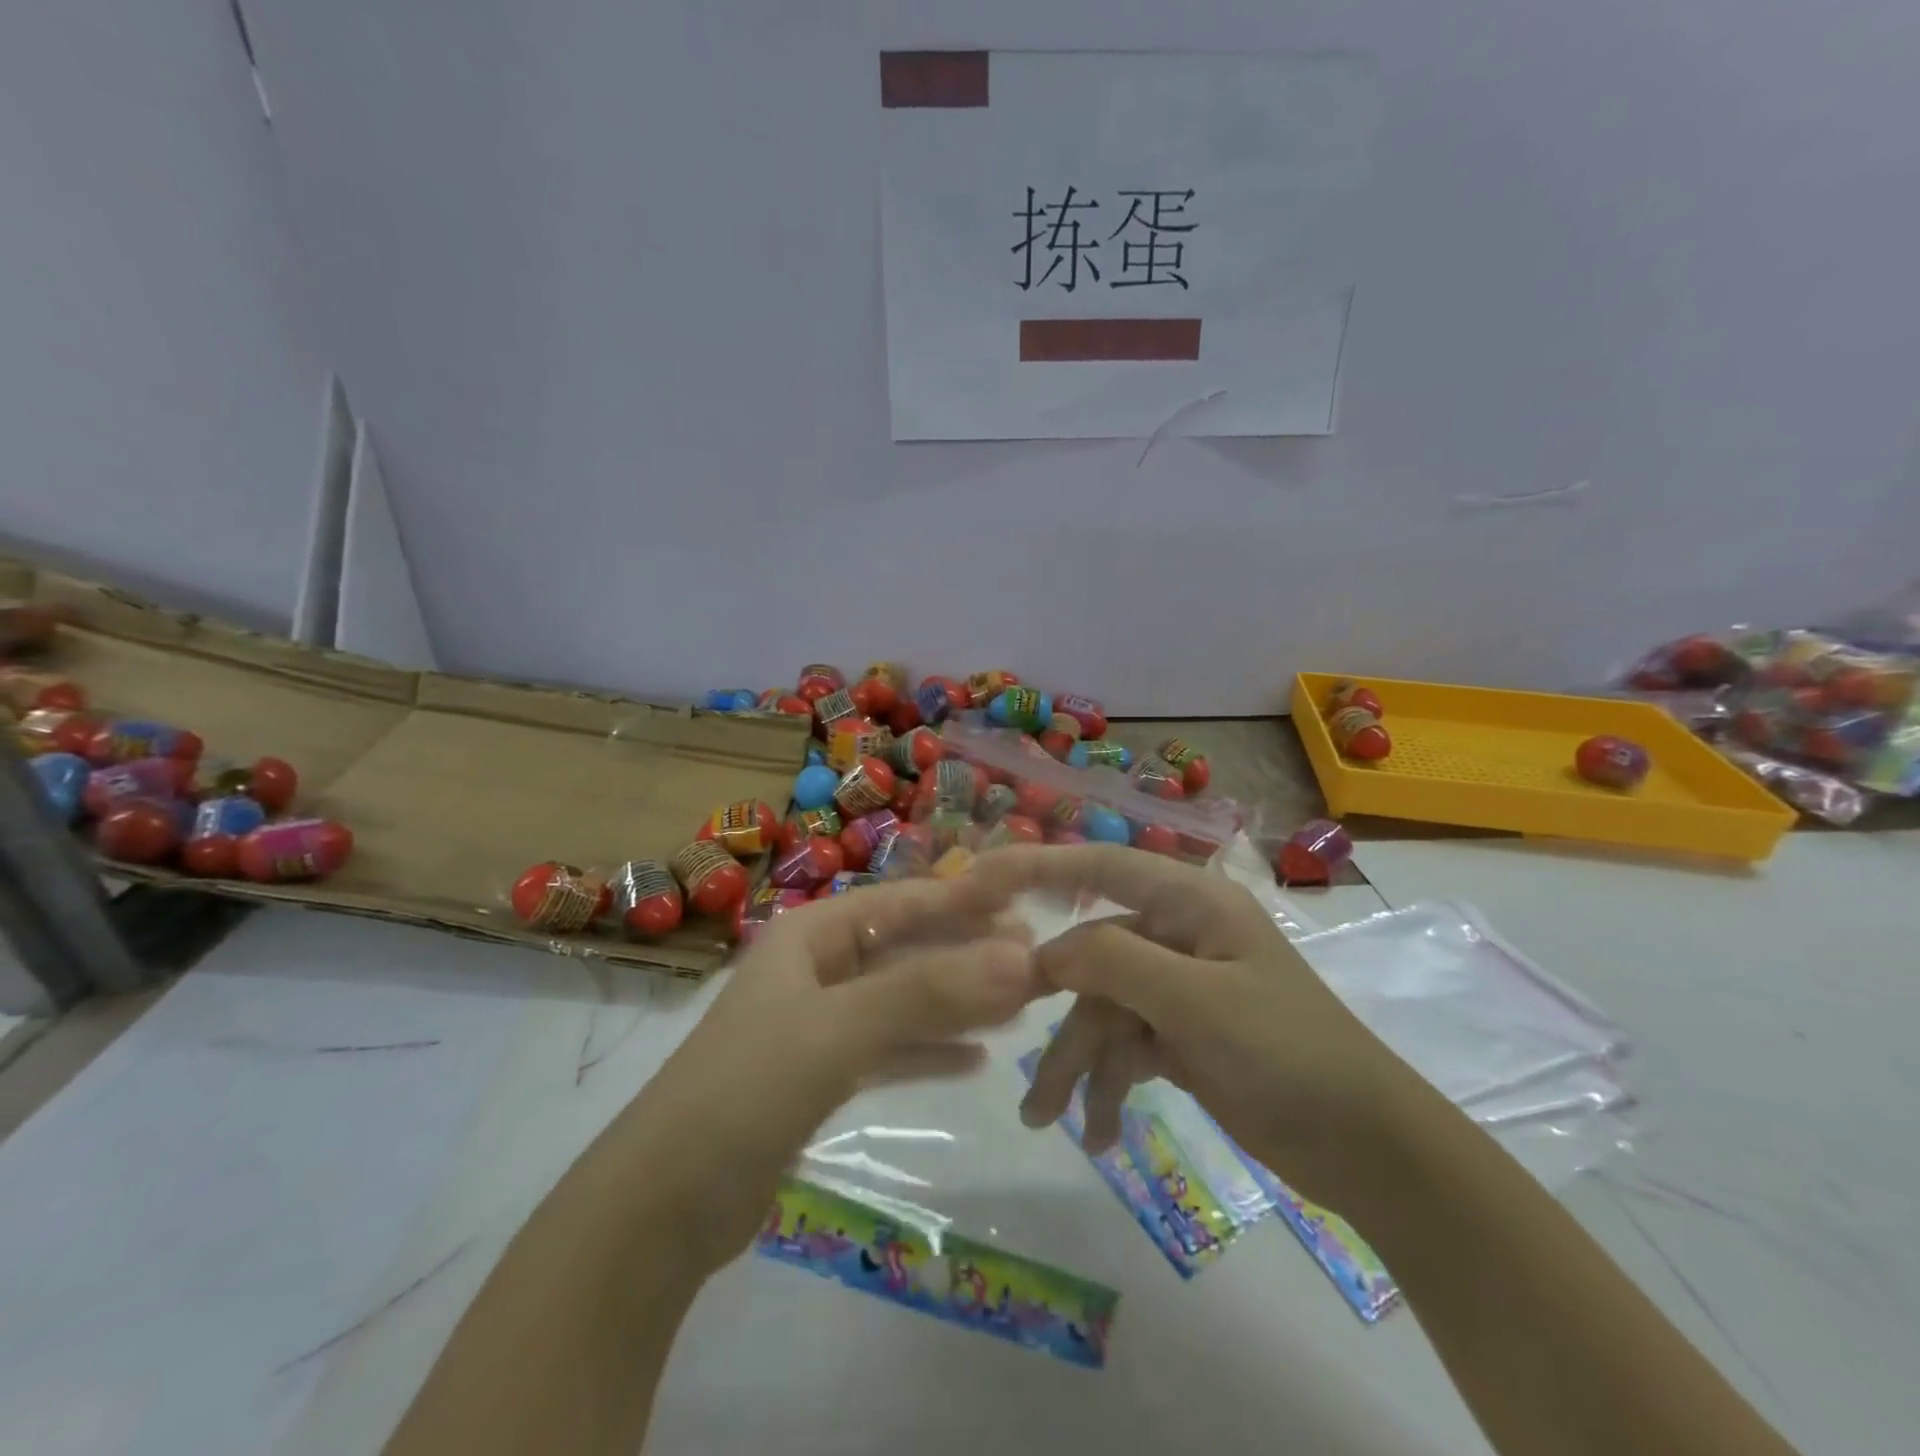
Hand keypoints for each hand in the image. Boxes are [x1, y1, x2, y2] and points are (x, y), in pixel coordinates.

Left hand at [631, 875, 1038, 1272]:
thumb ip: (928, 991)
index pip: (900, 903)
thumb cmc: (748, 1089)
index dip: (961, 903)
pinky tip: (977, 1060)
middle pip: (905, 951)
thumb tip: (1020, 956)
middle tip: (1035, 963)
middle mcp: (816, 969)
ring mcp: (818, 1024)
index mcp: (811, 935)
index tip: (1024, 908)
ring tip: (1018, 1009)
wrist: (663, 1205)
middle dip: (966, 957)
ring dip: (955, 1005)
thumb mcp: (840, 1029)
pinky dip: (928, 1052)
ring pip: (901, 1002)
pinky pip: (888, 1050)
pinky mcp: (819, 1076)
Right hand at [972, 844, 1423, 1210]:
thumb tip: (1044, 951)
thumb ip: (1115, 962)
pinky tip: (1099, 1133)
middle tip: (1008, 1040)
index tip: (979, 881)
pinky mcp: (1182, 1035)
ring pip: (1103, 1010)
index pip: (1100, 866)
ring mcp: (1179, 988)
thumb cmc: (1289, 1055)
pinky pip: (1125, 1047)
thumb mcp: (1197, 1005)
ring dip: (1078, 1063)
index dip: (1038, 866)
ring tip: (1048, 1121)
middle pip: (1093, 956)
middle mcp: (1179, 935)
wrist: (1369, 1150)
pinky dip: (1108, 1084)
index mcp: (1191, 903)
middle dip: (1059, 1011)